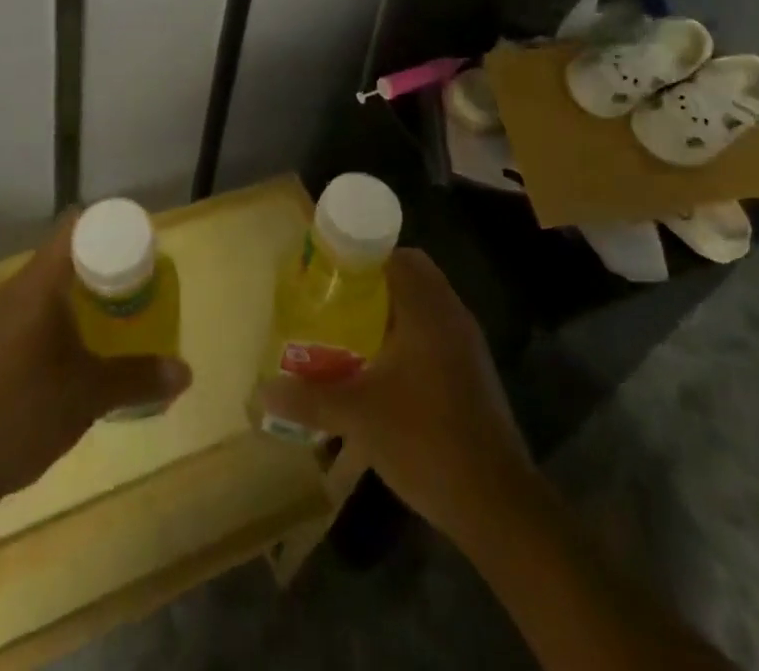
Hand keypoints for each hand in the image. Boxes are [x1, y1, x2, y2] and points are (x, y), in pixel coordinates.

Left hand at [0, 212, 191, 520]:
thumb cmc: (24, 412)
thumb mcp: (90, 394)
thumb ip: (138, 378)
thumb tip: (186, 372)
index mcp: (39, 283)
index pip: (76, 227)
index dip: (110, 227)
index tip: (141, 243)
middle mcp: (16, 288)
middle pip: (66, 253)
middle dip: (104, 262)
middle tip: (140, 280)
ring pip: (49, 283)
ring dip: (82, 291)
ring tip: (118, 311)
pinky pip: (35, 309)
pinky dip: (62, 313)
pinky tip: (81, 344)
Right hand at [259, 248, 532, 542]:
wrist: (496, 503)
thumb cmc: (425, 439)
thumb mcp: (358, 416)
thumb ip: (309, 397)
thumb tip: (262, 390)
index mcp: (427, 309)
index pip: (396, 254)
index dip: (360, 254)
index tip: (328, 269)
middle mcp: (451, 315)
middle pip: (410, 276)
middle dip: (372, 283)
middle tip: (335, 300)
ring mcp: (467, 345)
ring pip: (423, 307)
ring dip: (390, 311)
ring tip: (349, 333)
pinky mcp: (473, 374)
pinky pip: (435, 334)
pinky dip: (408, 337)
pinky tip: (381, 371)